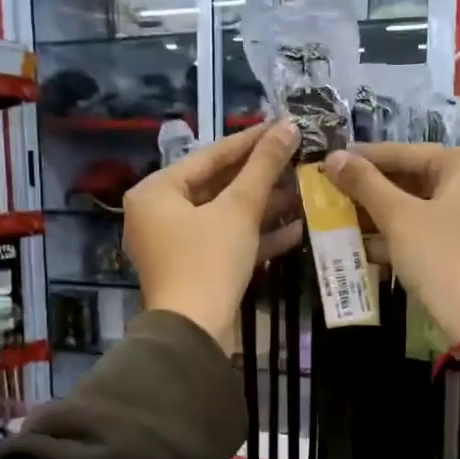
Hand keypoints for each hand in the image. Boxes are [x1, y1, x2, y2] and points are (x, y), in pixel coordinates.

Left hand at [123, 121, 301, 349]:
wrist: (193, 333)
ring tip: (303, 190)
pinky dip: (255, 236)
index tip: (283, 125)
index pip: (210, 156)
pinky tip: (296, 229)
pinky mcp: (194, 269)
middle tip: (297, 157)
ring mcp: (175, 244)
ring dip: (264, 207)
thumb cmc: (208, 261)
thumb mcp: (238, 210)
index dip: (251, 140)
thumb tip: (288, 126)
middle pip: (217, 185)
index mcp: (156, 191)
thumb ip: (263, 167)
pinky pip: (225, 242)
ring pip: (224, 216)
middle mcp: (159, 214)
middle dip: (260, 177)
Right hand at [323, 144, 459, 346]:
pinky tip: (364, 247)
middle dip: (371, 191)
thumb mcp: (398, 218)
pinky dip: (399, 236)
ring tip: (339, 219)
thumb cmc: (442, 257)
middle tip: (332, 192)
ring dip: (380, 216)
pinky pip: (429, 232)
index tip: (330, 161)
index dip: (365, 158)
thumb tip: (333, 156)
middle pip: (414, 180)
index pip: (406, 153)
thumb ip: (365, 184)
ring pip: (419, 208)